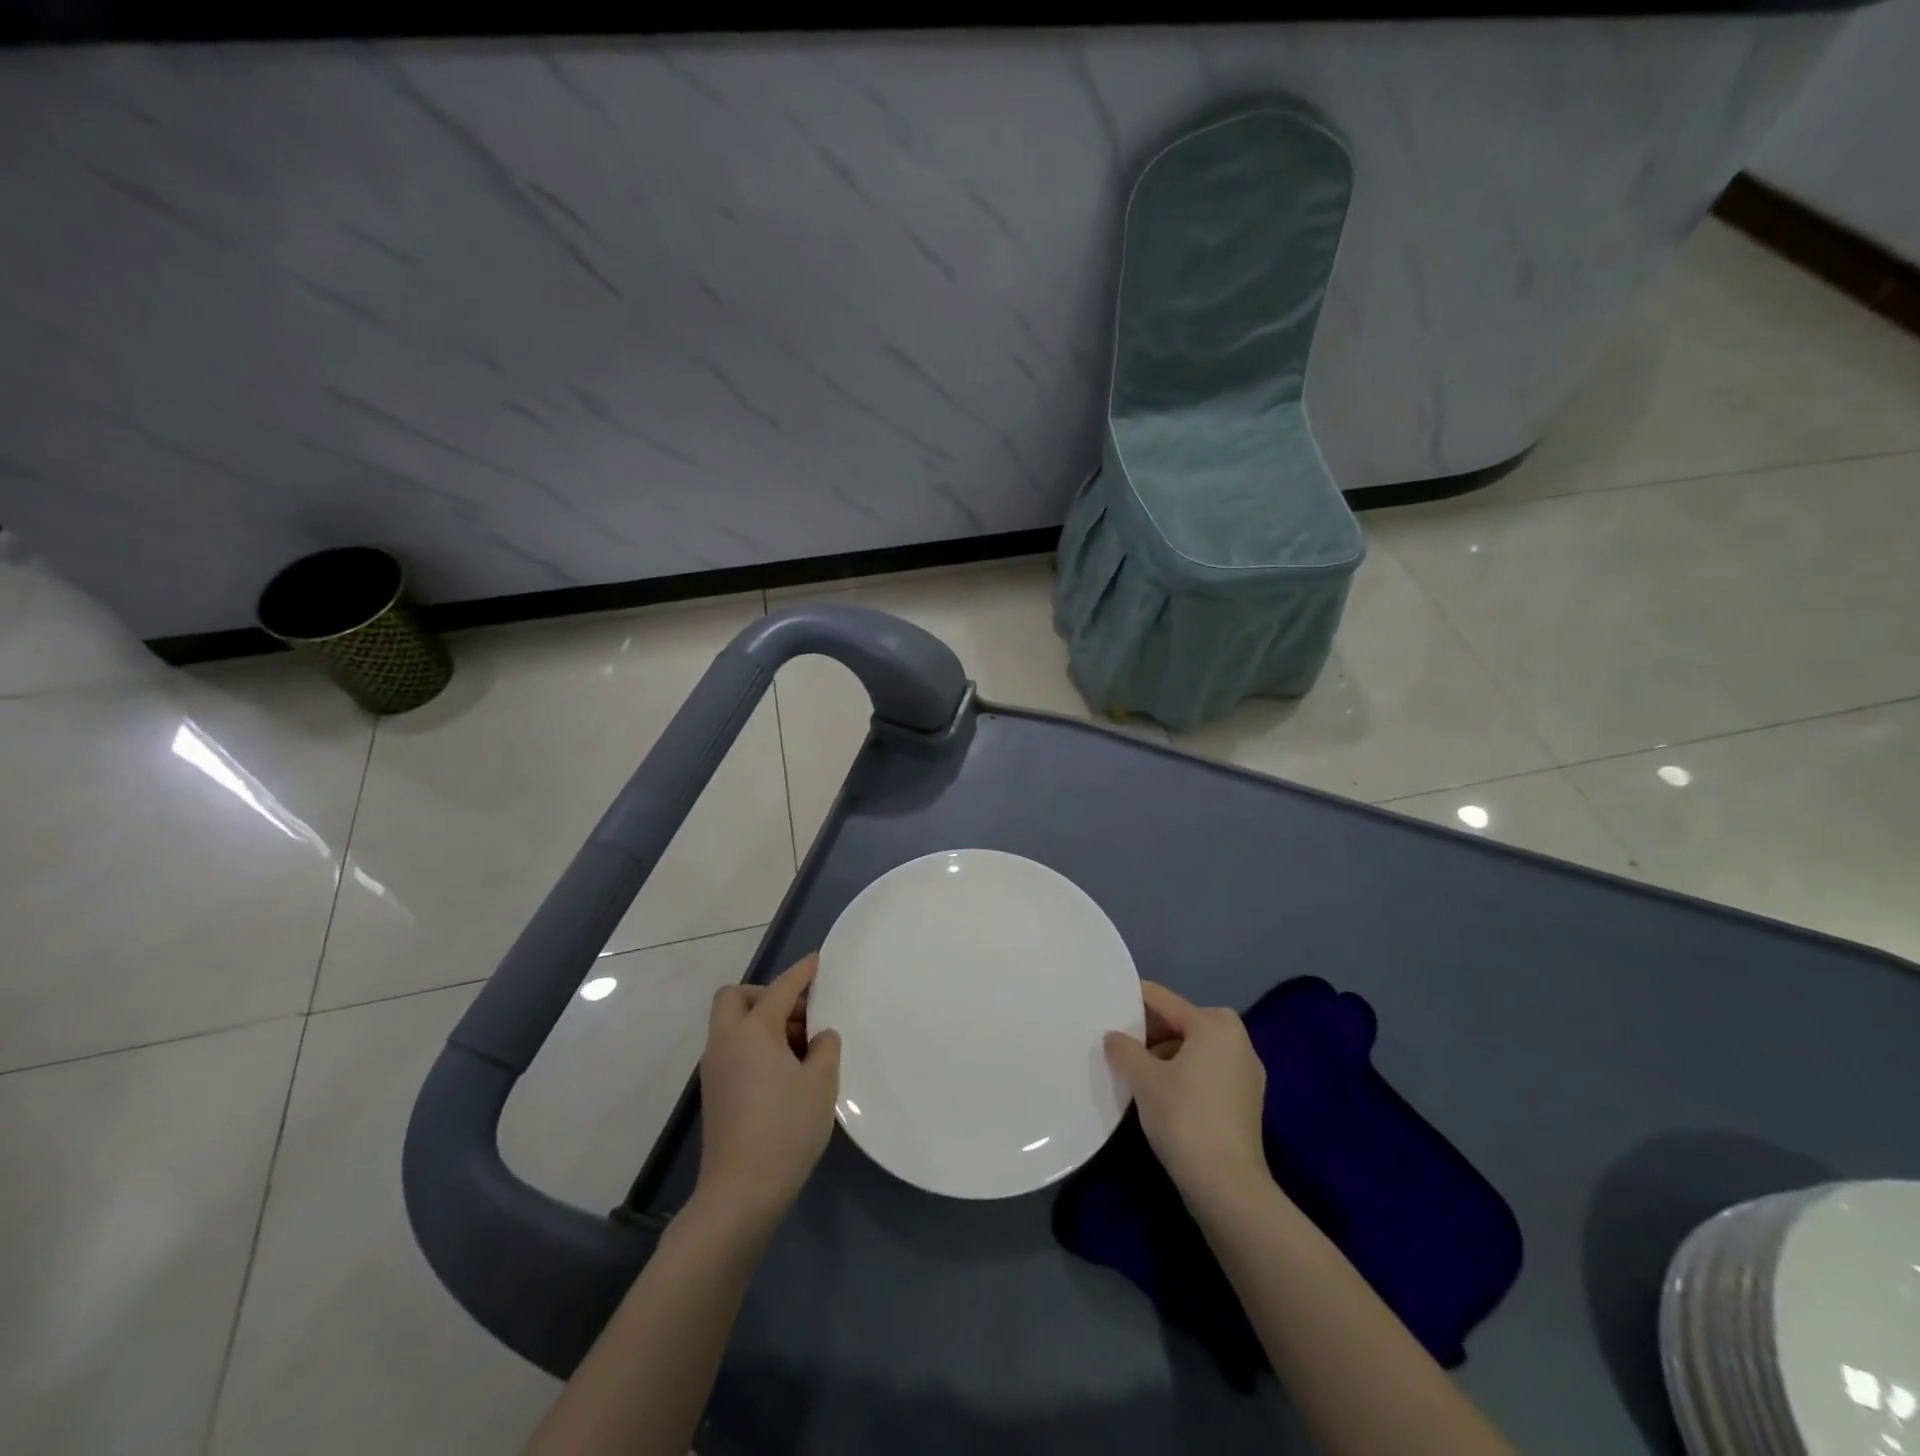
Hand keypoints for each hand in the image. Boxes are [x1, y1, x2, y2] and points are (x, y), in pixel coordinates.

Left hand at [694, 954, 841, 1228]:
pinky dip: (755, 1045)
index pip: (780, 988)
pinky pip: (734, 1049)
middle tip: (800, 1013)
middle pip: (735, 997)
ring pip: (733, 1025)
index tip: (817, 960)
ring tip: (801, 1045)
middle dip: (765, 994)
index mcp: (752, 1031)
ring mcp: (715, 1069)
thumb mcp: (821, 1083)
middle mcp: (726, 1042)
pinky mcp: (715, 1094)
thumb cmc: (786, 1128)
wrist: (740, 1193)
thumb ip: (825, 1047)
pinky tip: (785, 1071)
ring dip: (762, 1021)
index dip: (801, 972)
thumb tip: (819, 1037)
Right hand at [1104, 981, 1268, 1204]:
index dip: (1131, 1000)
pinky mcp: (1245, 1101)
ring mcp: (1245, 1072)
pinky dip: (1182, 1074)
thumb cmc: (1184, 1118)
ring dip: (1163, 1055)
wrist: (1228, 1187)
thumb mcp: (1144, 1079)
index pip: (1163, 1000)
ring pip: (1193, 1049)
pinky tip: (1158, 1092)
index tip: (1104, 1004)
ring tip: (1132, 1070)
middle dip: (1147, 1032)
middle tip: (1114, 1042)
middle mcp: (1237, 1039)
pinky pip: (1206, 1072)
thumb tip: (1113, 1037)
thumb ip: (1123, 1049)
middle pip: (1180, 1023)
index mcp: (1215, 1024)